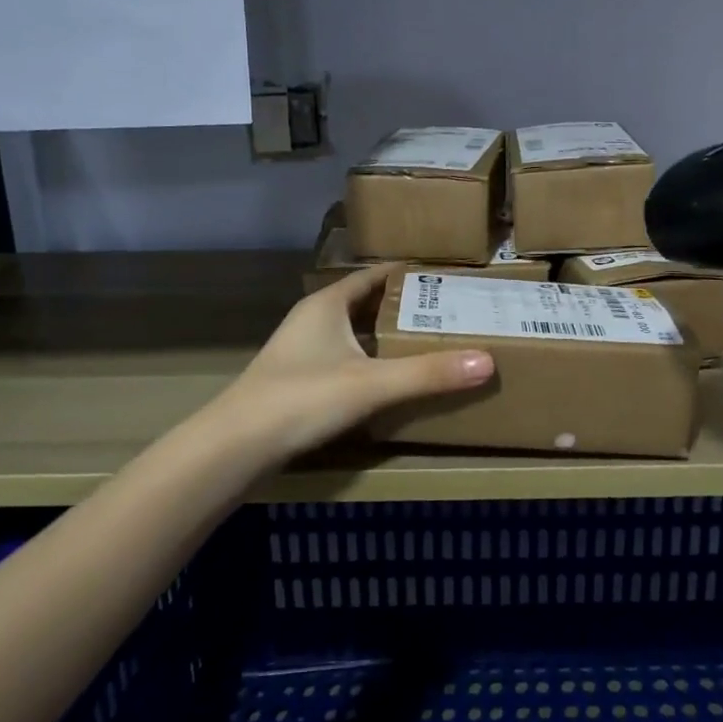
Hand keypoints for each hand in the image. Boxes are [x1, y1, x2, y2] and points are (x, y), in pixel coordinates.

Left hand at [217, 266, 493, 465]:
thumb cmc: (302, 398)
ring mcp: (303, 351)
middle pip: (366, 304)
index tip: (446, 277)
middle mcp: (314, 319)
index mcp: (328, 304)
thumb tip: (487, 361)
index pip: (374, 276)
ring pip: (355, 334)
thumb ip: (428, 374)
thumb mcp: (371, 384)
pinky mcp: (300, 380)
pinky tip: (391, 379)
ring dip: (386, 336)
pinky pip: (346, 359)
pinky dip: (371, 362)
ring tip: (429, 342)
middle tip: (449, 312)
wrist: (236, 447)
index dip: (409, 274)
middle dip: (404, 307)